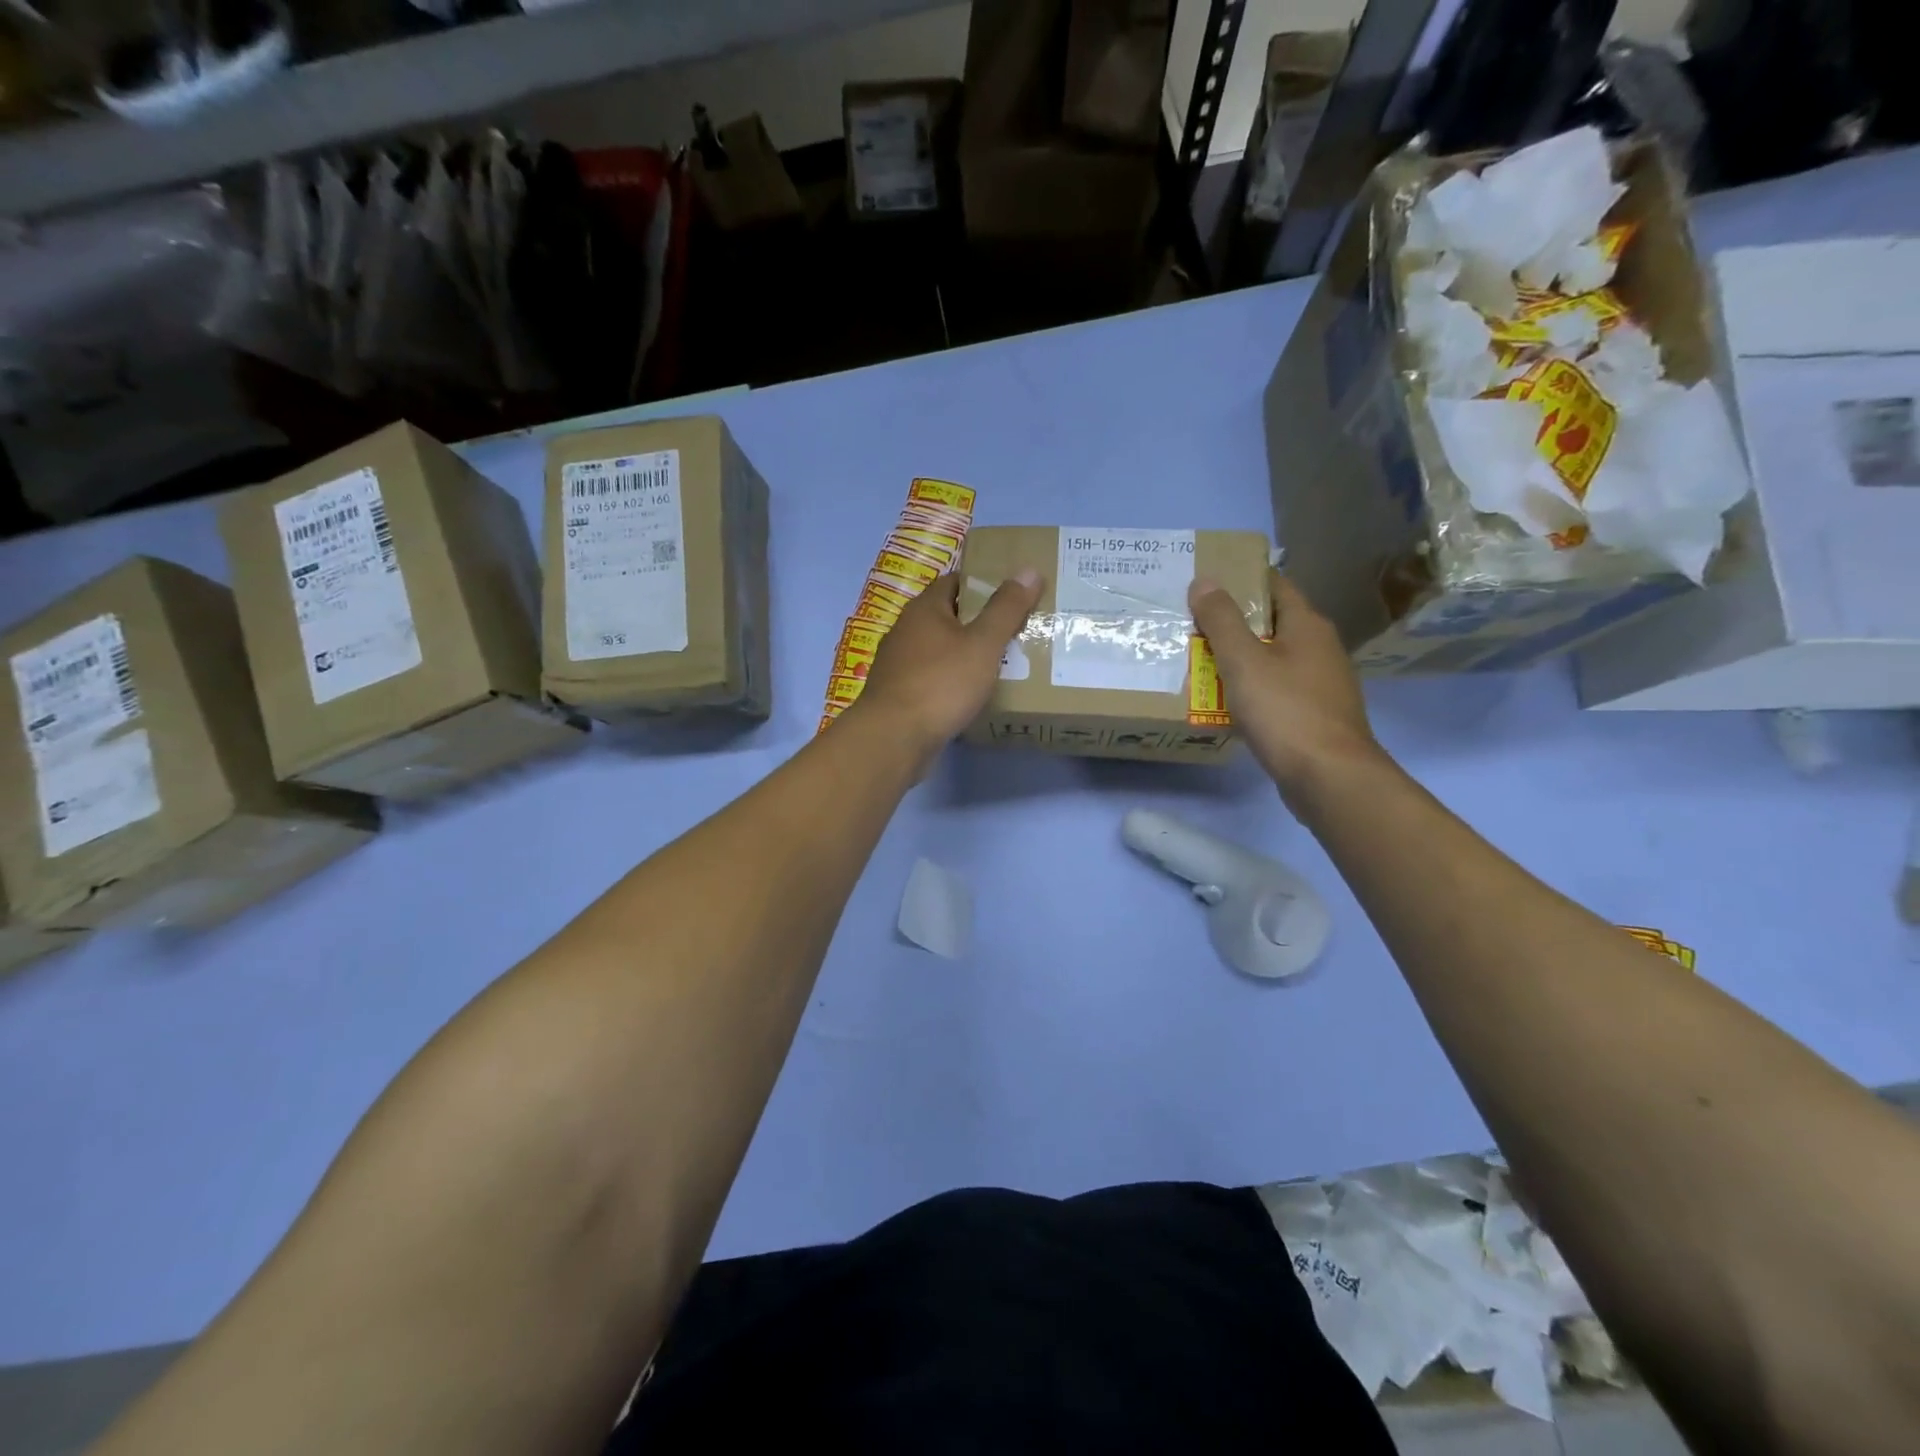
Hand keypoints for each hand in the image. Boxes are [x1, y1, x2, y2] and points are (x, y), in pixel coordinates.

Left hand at [854, 570, 1043, 758]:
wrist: (894, 738)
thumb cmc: (941, 683)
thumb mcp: (982, 644)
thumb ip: (1006, 609)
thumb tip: (1028, 570)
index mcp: (924, 608)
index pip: (956, 581)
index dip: (985, 583)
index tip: (1014, 593)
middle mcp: (906, 630)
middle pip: (949, 616)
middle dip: (980, 622)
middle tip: (1017, 630)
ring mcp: (899, 664)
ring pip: (941, 650)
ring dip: (966, 654)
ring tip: (1003, 664)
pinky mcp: (899, 694)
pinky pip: (933, 678)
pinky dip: (953, 681)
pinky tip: (973, 694)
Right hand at [1189, 571, 1383, 802]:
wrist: (1328, 776)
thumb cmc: (1285, 711)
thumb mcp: (1244, 662)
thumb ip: (1222, 621)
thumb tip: (1204, 581)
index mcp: (1308, 625)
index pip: (1274, 585)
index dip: (1241, 581)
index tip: (1204, 584)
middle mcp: (1320, 647)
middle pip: (1272, 623)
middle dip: (1233, 624)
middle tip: (1191, 625)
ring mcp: (1321, 683)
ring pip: (1273, 659)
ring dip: (1240, 660)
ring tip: (1199, 663)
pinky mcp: (1314, 714)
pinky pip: (1276, 691)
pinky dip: (1251, 690)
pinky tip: (1226, 702)